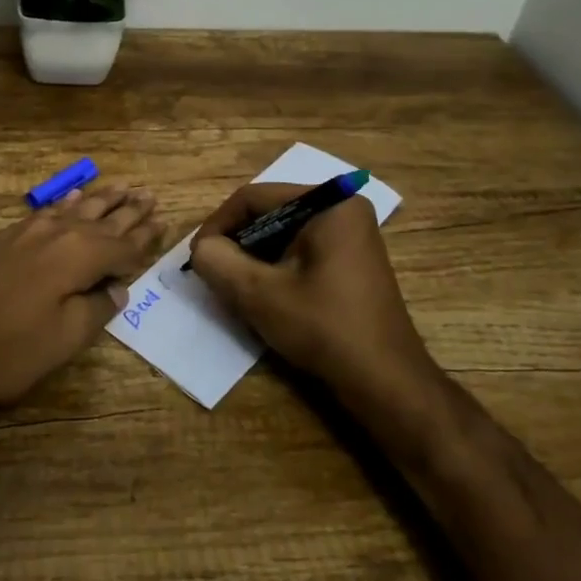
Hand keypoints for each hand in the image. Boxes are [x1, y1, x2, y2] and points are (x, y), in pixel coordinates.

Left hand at [0, 183, 163, 421]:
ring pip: (73, 209)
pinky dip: (64, 204)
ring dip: (100, 200)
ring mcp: (24, 232)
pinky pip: (45, 212)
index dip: (146, 237)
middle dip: (128, 210)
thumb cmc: (4, 353)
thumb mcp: (63, 340)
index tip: (164, 222)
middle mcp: (55, 233)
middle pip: (101, 219)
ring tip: (122, 187)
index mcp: (78, 256)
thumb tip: (118, 287)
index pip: (123, 245)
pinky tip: (71, 198)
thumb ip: (97, 308)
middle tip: (150, 195)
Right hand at [187, 183, 431, 394]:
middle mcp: (342, 209)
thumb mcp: (259, 293)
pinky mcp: (349, 261)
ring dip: (252, 258)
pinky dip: (275, 268)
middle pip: (269, 213)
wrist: (385, 381)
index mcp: (328, 203)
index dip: (218, 225)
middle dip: (236, 242)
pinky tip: (262, 295)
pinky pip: (300, 251)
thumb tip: (201, 249)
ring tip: (232, 286)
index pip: (254, 198)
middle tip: (212, 272)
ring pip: (282, 234)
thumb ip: (218, 262)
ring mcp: (350, 235)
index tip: (196, 257)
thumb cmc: (324, 328)